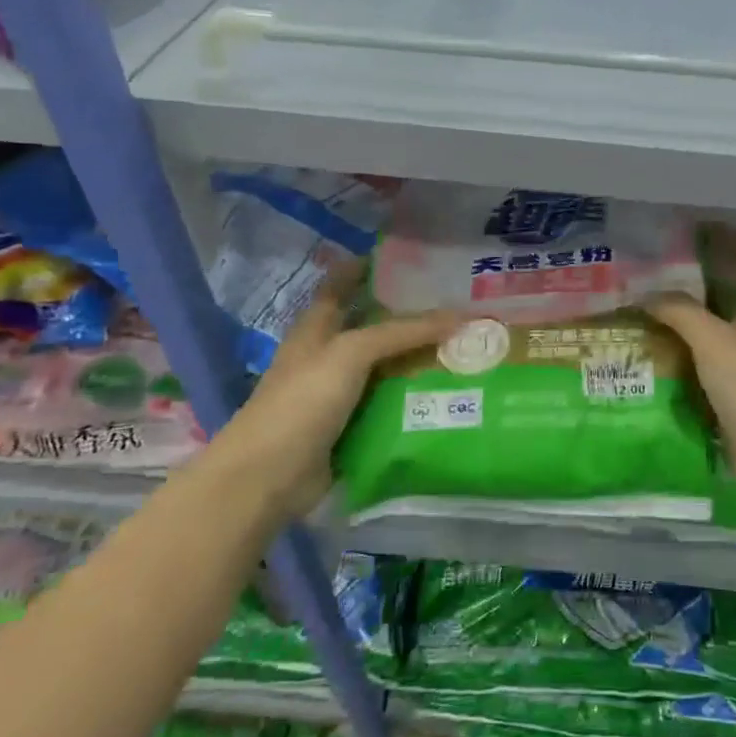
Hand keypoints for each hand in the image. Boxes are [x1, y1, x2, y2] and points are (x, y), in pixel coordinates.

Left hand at [210, 265, 460, 521]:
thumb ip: (402, 332)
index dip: (365, 269)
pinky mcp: (353, 428)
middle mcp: (328, 357)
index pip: (340, 287)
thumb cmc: (302, 402)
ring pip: (387, 369)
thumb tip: (459, 316)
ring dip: (419, 360)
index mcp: (316, 330)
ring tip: (467, 347)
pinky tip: (451, 393)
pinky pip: (391, 405)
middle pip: (372, 328)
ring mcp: (340, 395)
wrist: (268, 477)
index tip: (406, 259)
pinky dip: (417, 398)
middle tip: (457, 306)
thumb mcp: (350, 353)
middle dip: (409, 318)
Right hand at [646, 229, 735, 500]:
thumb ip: (681, 312)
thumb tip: (648, 294)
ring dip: (684, 326)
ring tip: (642, 313)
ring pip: (712, 337)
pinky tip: (654, 360)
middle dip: (695, 285)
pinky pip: (704, 372)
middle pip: (727, 299)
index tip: (701, 225)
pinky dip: (682, 363)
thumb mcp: (714, 340)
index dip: (731, 240)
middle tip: (653, 274)